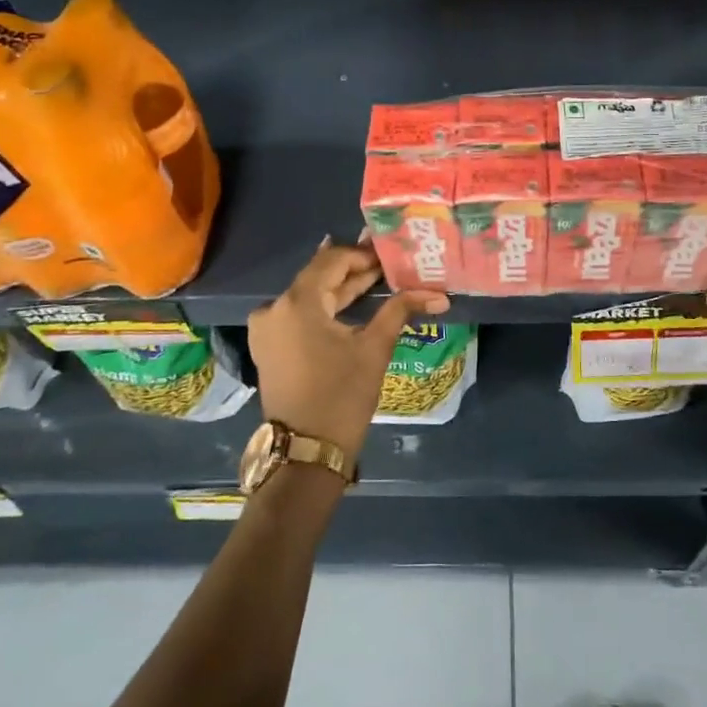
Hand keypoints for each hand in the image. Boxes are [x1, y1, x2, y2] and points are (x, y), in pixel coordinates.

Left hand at [247, 238, 449, 458]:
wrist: (306, 452)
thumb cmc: (342, 396)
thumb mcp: (374, 348)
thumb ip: (399, 310)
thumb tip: (439, 294)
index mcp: (297, 302)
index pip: (332, 260)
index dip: (362, 254)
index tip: (390, 254)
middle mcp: (274, 307)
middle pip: (318, 277)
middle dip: (353, 271)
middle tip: (388, 265)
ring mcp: (267, 328)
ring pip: (308, 296)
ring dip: (340, 289)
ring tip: (376, 280)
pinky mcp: (269, 346)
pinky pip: (298, 314)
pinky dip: (324, 308)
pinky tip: (349, 303)